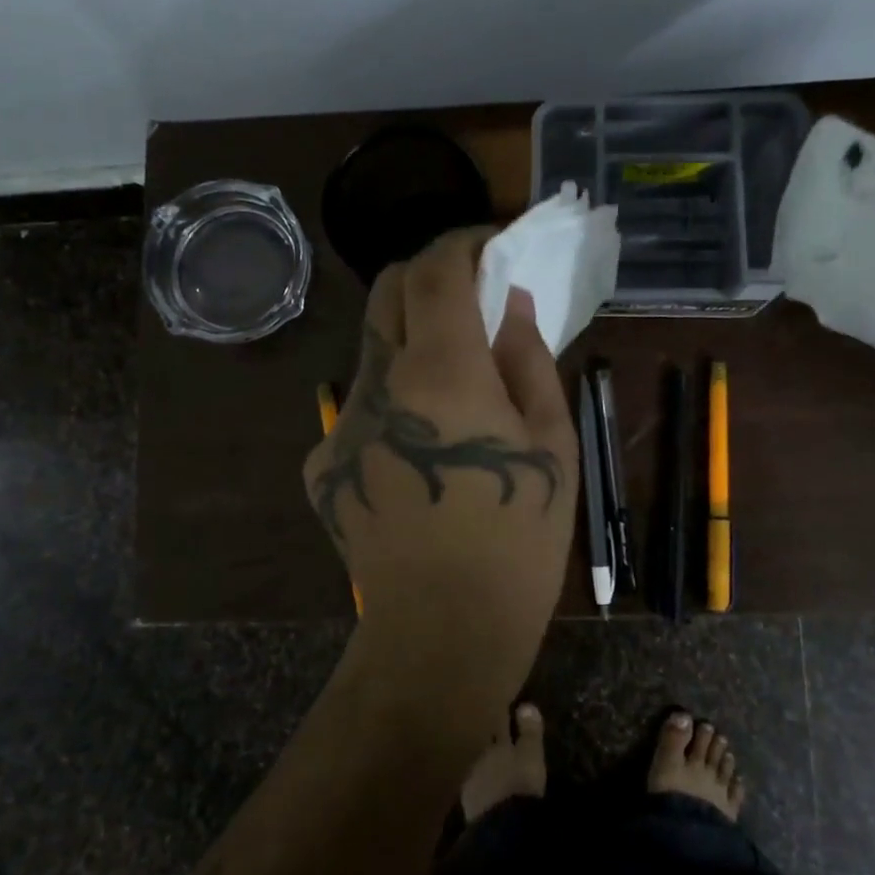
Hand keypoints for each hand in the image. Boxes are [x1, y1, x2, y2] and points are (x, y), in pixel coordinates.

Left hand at [303, 230, 576, 690]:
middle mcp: (376, 385)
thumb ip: (528, 359)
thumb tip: (510, 304)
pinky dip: (395, 400)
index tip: (491, 244)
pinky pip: (361, 407)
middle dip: (428, 274)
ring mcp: (340, 424)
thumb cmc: (517, 539)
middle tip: (470, 295)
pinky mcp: (323, 463)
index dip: (463, 242)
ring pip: (372, 350)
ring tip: (456, 384)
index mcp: (440, 373)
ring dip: (412, 340)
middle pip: (386, 291)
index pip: (435, 270)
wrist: (442, 632)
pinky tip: (423, 449)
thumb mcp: (551, 443)